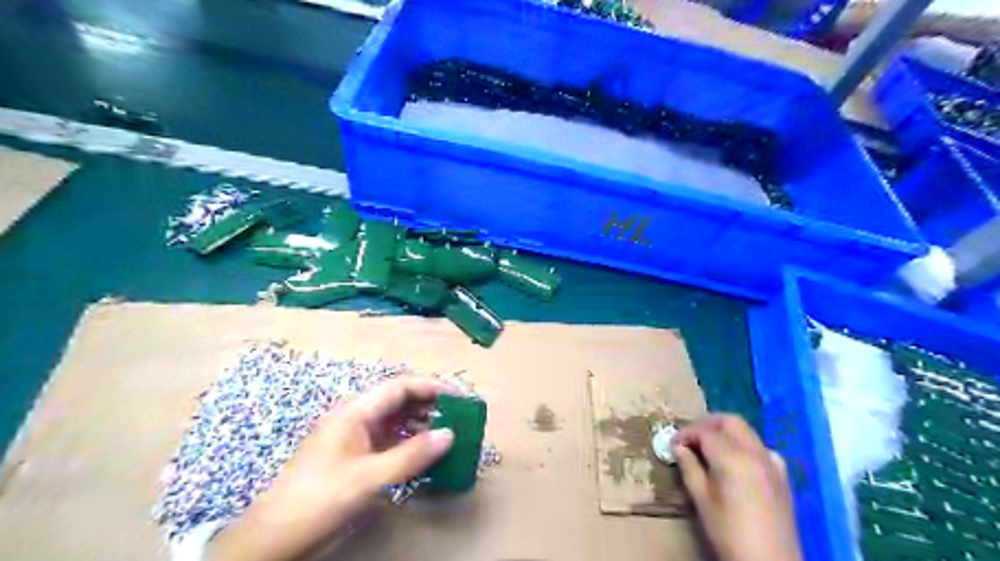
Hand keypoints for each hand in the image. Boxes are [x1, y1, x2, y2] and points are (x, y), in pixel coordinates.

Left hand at [215, 377, 456, 560]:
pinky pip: (388, 440)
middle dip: (429, 404)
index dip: (430, 387)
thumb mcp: (369, 478)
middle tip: (458, 415)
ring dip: (420, 423)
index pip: (399, 386)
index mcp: (355, 412)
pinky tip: (424, 453)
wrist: (273, 538)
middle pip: (398, 400)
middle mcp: (355, 417)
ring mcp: (354, 437)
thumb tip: (449, 434)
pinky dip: (408, 442)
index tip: (458, 397)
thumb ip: (411, 455)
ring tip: (447, 434)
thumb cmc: (319, 499)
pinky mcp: (354, 456)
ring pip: (394, 420)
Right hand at [671, 414, 802, 560]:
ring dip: (726, 432)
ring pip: (747, 432)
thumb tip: (679, 447)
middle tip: (690, 437)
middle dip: (707, 424)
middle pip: (730, 421)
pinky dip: (745, 446)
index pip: (704, 431)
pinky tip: (737, 463)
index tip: (673, 443)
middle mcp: (755, 452)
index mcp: (732, 457)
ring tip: (708, 448)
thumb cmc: (728, 531)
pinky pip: (761, 449)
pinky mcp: (782, 476)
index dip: (685, 433)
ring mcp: (772, 462)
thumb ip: (689, 467)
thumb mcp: (701, 499)